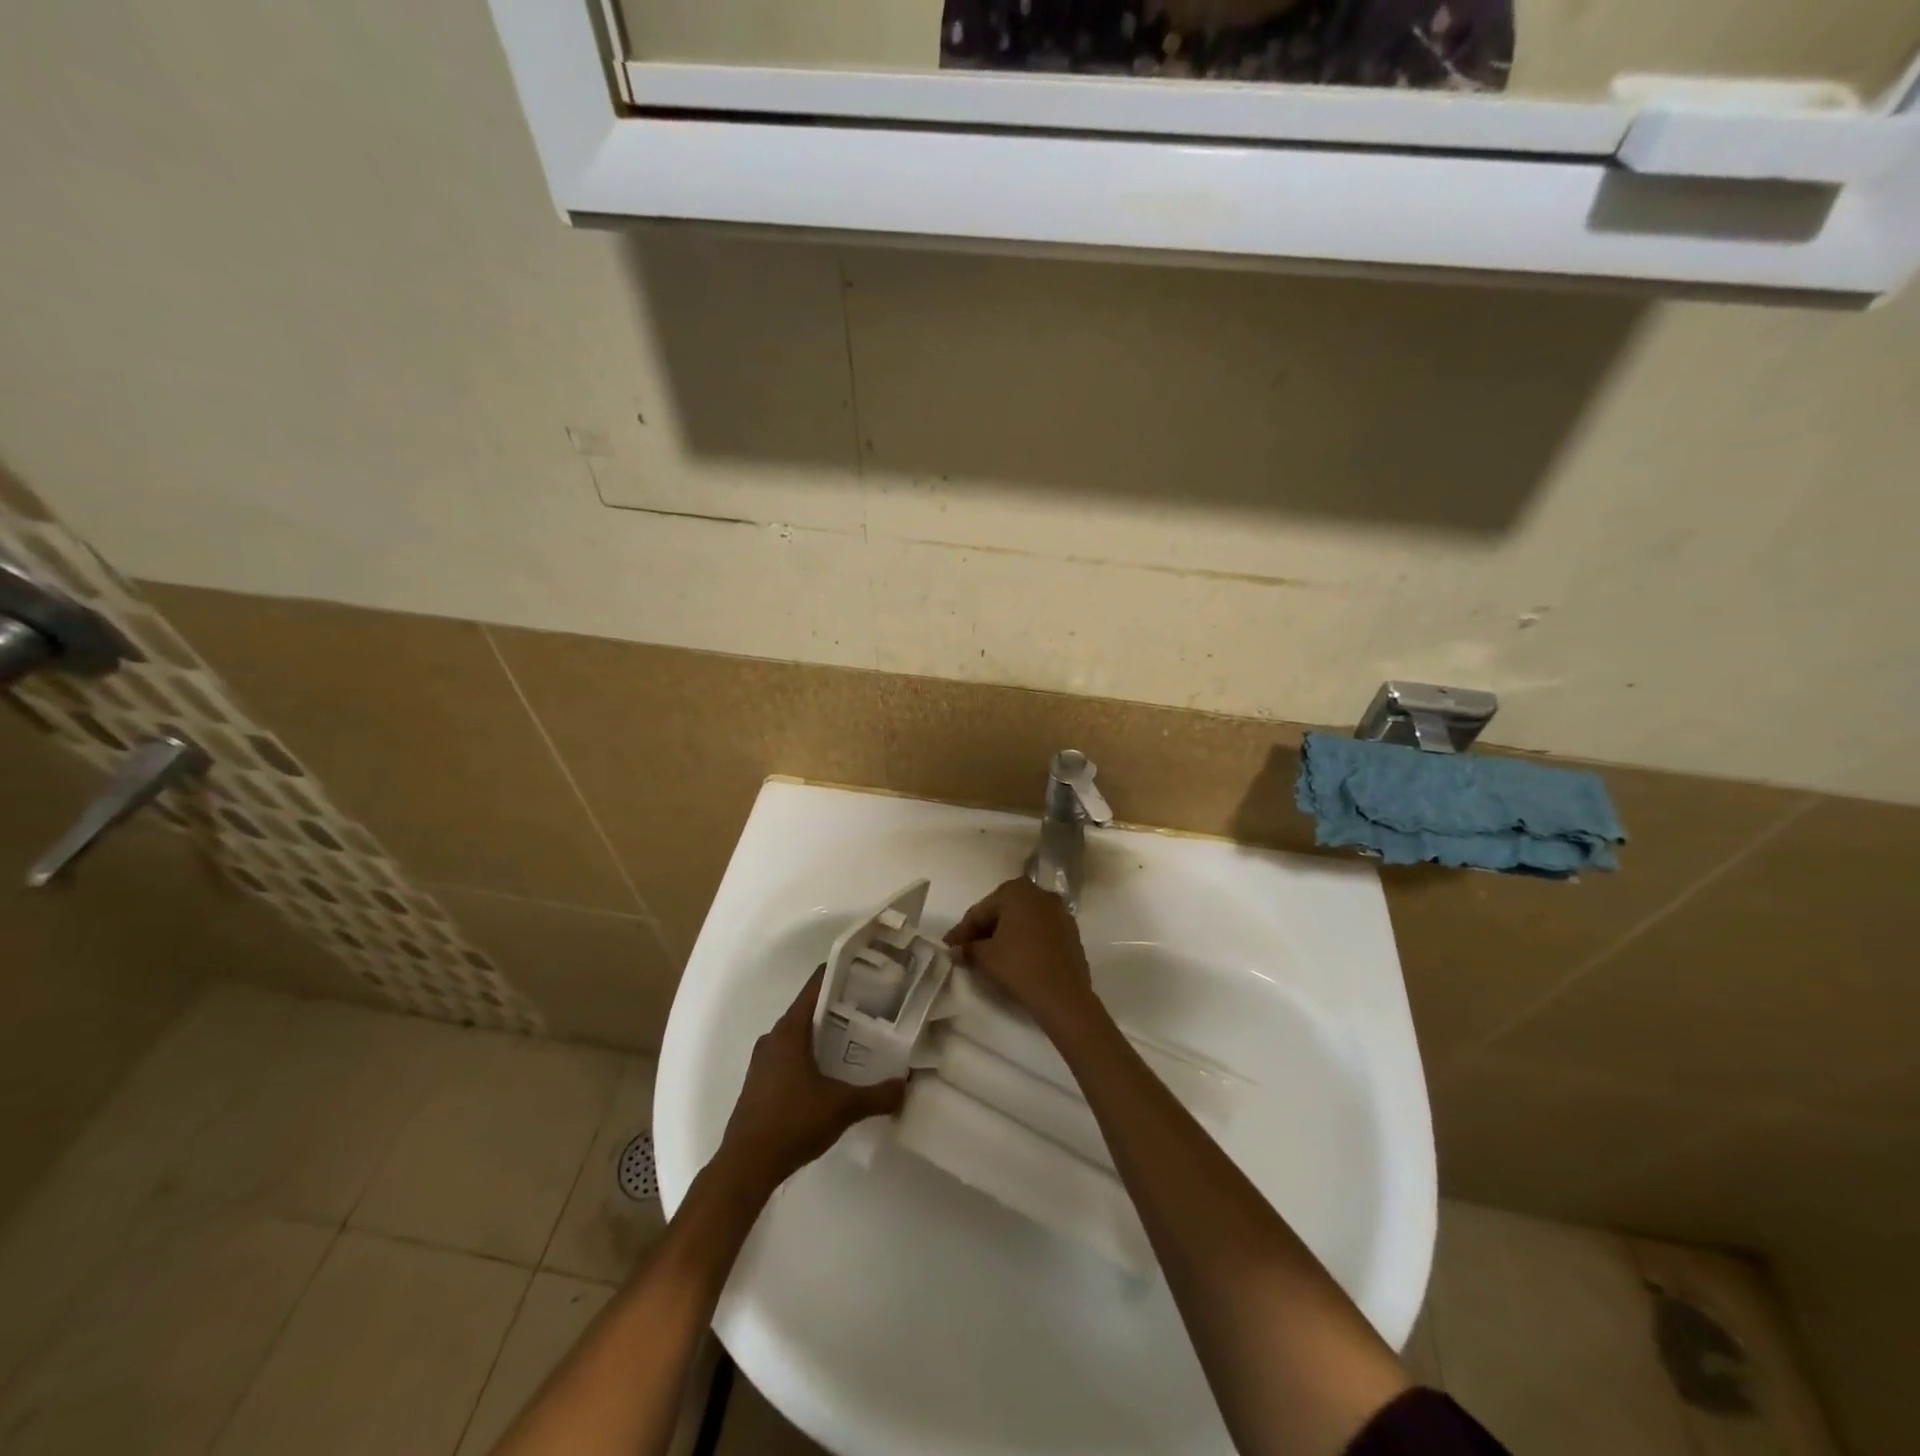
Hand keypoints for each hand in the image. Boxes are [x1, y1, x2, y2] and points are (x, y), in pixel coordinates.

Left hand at [717, 969, 905, 1193]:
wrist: (746, 1166)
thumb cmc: (792, 1123)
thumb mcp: (842, 1107)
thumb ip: (877, 1094)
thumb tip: (906, 1085)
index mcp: (789, 1031)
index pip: (815, 986)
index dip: (841, 974)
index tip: (867, 972)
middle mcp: (773, 1038)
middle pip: (809, 1009)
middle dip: (839, 1006)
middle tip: (873, 1007)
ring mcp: (763, 1061)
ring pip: (799, 1035)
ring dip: (824, 1033)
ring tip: (858, 1038)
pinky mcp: (760, 1083)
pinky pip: (790, 1055)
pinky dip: (811, 1054)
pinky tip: (832, 1071)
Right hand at [944, 878, 1096, 1032]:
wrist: (1063, 995)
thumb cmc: (1019, 966)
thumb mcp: (985, 957)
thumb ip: (968, 947)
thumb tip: (956, 949)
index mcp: (1017, 891)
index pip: (981, 911)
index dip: (962, 931)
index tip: (948, 946)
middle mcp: (1040, 893)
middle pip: (1003, 911)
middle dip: (984, 929)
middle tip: (966, 948)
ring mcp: (1059, 911)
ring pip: (1022, 920)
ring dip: (1005, 934)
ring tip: (989, 954)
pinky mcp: (1071, 931)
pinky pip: (1039, 930)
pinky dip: (1025, 939)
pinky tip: (1015, 956)